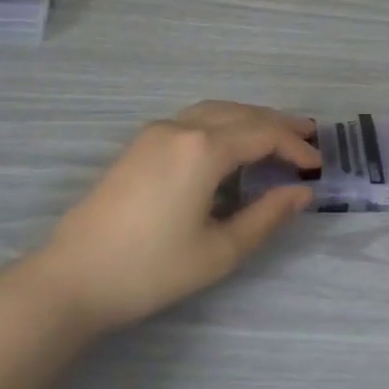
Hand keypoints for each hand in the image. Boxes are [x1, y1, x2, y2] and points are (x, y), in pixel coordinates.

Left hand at [38, 101, 319, 334]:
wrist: (71, 278)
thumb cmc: (150, 269)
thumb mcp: (219, 251)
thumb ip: (267, 217)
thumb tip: (303, 193)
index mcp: (204, 149)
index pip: (264, 134)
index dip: (295, 147)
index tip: (317, 167)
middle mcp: (182, 128)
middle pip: (242, 113)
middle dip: (278, 124)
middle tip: (309, 137)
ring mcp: (156, 132)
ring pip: (216, 110)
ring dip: (250, 119)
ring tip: (276, 136)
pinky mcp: (139, 144)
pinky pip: (194, 119)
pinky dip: (224, 123)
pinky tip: (230, 145)